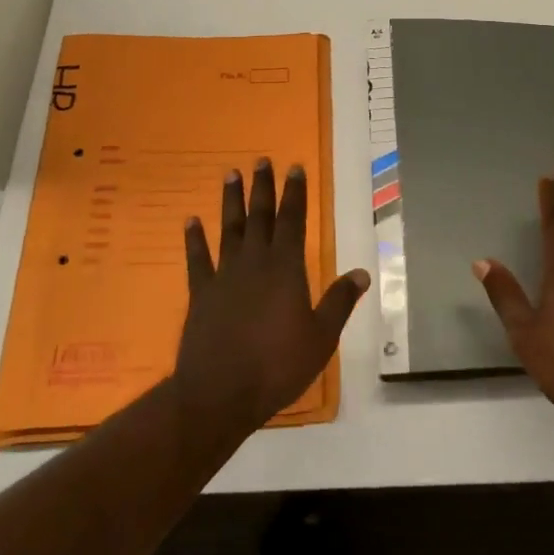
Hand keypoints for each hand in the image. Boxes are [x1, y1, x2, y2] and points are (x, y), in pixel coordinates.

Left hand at [173, 159, 370, 436]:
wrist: (219, 394)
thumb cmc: (277, 366)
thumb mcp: (321, 338)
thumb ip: (339, 302)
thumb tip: (362, 272)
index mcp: (286, 269)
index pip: (293, 221)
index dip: (295, 194)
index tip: (295, 167)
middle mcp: (255, 262)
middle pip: (260, 217)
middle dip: (263, 188)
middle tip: (261, 160)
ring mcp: (224, 276)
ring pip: (229, 229)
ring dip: (231, 201)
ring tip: (230, 174)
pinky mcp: (200, 293)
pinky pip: (197, 259)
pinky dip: (194, 239)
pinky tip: (190, 221)